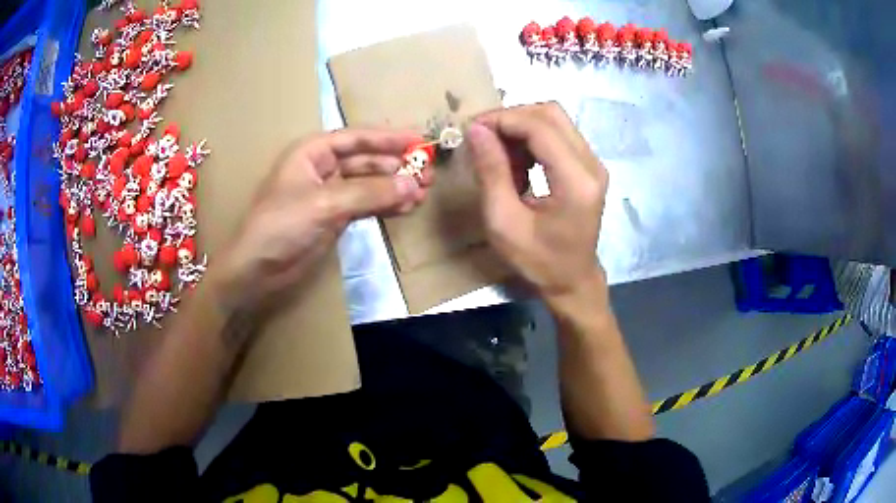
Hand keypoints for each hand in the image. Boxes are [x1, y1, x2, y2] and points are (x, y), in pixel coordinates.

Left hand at [212, 129, 430, 309]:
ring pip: (369, 183)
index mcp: (313, 152)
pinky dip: (385, 205)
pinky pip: (366, 204)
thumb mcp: (325, 204)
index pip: (357, 138)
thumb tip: (413, 185)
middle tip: (428, 174)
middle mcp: (323, 167)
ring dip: (394, 186)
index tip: (420, 140)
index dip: (389, 138)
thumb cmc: (281, 225)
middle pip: (366, 160)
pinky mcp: (335, 217)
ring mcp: (330, 193)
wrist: (258, 269)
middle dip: (396, 166)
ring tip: (423, 193)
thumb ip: (369, 193)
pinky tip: (405, 208)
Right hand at [468, 102, 607, 301]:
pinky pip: (559, 136)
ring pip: (555, 121)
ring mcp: (593, 164)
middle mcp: (591, 165)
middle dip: (512, 118)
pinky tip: (517, 163)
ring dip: (521, 128)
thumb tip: (476, 130)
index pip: (540, 127)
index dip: (503, 120)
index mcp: (576, 181)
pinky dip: (532, 140)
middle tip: (483, 137)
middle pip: (551, 113)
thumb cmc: (538, 261)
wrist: (572, 281)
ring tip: (498, 154)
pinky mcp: (589, 167)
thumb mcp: (504, 222)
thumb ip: (491, 172)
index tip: (472, 129)